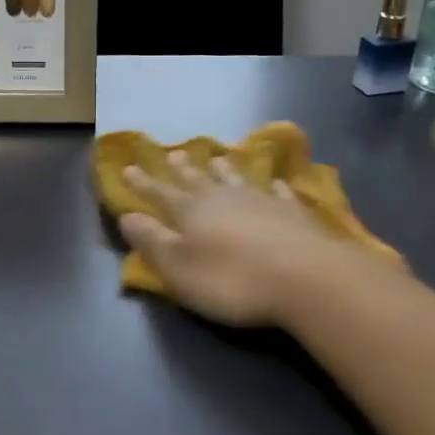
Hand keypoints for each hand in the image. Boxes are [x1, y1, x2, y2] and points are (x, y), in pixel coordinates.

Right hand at [118, 152, 386, 328]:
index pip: (160, 193)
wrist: (307, 279)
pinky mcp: (294, 213)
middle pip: (197, 180)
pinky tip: (275, 183)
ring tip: (216, 158)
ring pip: (235, 179)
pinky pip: (279, 192)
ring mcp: (261, 201)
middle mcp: (223, 198)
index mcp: (190, 212)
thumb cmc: (233, 280)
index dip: (143, 183)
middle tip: (172, 154)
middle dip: (181, 170)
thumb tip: (127, 216)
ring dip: (223, 169)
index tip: (128, 168)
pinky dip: (273, 186)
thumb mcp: (178, 268)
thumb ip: (152, 242)